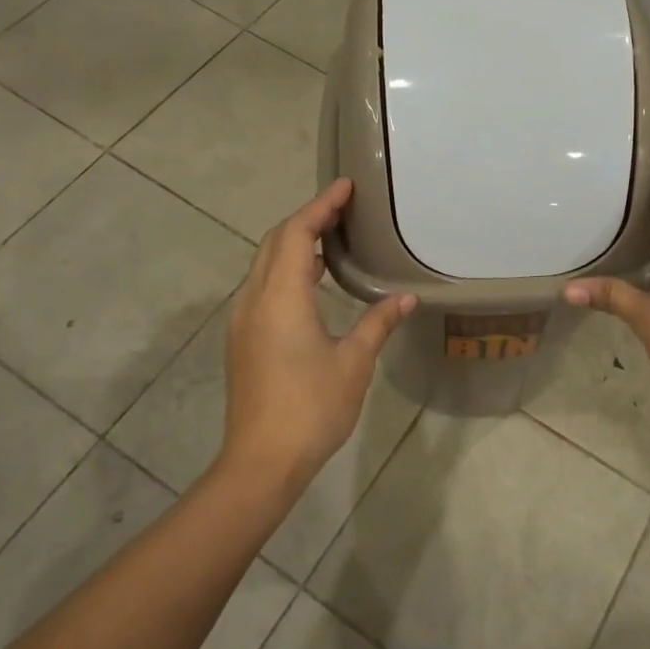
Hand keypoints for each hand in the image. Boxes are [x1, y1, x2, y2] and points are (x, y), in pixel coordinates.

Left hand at [221, 179, 416, 496]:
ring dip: (295, 244)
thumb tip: (406, 298)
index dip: (320, 206)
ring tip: (331, 237)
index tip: (345, 186)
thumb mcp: (353, 363)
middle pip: (274, 243)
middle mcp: (254, 300)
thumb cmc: (311, 408)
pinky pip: (263, 287)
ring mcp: (244, 321)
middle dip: (306, 218)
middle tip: (342, 207)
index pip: (296, 234)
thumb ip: (377, 323)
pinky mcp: (244, 339)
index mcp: (280, 298)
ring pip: (265, 265)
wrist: (261, 462)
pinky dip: (287, 270)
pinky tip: (313, 281)